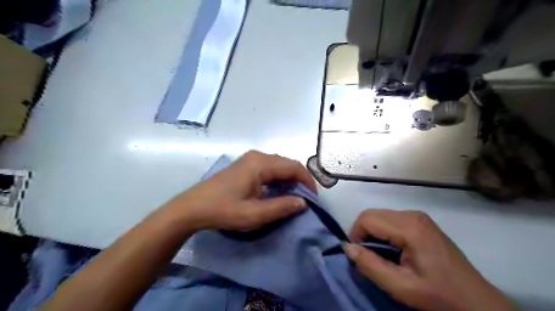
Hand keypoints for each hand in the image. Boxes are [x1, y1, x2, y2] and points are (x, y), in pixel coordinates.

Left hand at [161, 151, 315, 232]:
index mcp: (260, 164)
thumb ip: (281, 208)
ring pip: (279, 165)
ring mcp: (250, 159)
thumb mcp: (254, 214)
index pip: (294, 167)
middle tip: (305, 199)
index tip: (313, 198)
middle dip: (300, 180)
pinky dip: (279, 178)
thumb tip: (303, 203)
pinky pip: (270, 168)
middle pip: (287, 164)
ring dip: (290, 179)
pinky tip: (279, 191)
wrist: (193, 207)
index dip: (307, 181)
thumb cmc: (223, 210)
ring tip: (295, 196)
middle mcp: (257, 156)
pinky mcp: (245, 165)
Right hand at [344, 209, 514, 310]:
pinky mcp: (421, 222)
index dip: (355, 235)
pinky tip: (392, 250)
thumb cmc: (438, 296)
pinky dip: (384, 232)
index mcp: (409, 227)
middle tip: (368, 257)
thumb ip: (370, 265)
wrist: (476, 302)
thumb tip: (347, 247)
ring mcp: (419, 216)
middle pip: (373, 215)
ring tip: (380, 255)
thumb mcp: (400, 286)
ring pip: (381, 216)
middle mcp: (412, 214)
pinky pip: (391, 220)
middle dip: (363, 234)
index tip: (358, 256)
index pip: (367, 218)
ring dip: (373, 233)